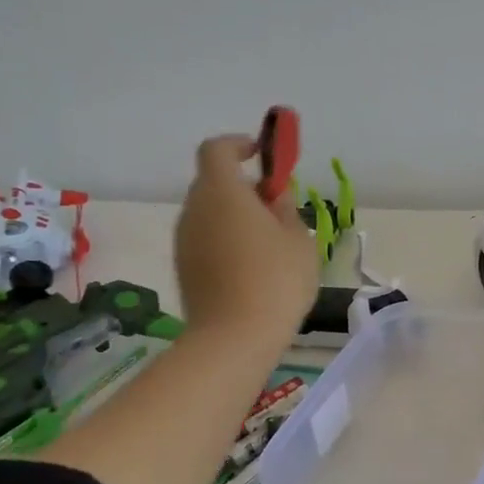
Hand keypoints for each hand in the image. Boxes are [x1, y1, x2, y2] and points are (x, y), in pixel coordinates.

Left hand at [173, 134, 319, 346]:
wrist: (235, 338)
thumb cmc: (276, 280)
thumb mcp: (299, 240)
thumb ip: (286, 209)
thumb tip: (275, 197)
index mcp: (222, 192)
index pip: (217, 149)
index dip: (239, 145)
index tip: (263, 156)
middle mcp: (194, 209)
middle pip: (213, 183)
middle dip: (243, 187)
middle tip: (276, 209)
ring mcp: (184, 240)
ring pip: (209, 214)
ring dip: (235, 217)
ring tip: (269, 244)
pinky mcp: (184, 267)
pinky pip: (206, 240)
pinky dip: (226, 241)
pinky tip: (252, 269)